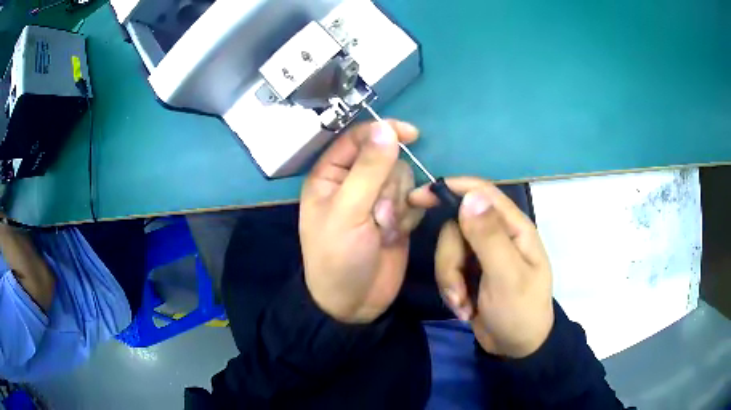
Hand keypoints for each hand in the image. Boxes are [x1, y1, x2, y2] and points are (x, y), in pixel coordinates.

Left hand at [300, 120, 420, 322]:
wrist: (355, 302)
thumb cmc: (338, 256)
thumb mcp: (347, 211)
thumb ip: (368, 168)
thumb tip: (386, 127)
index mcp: (330, 174)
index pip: (357, 137)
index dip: (382, 131)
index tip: (410, 134)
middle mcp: (354, 181)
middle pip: (386, 158)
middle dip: (388, 187)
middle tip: (377, 215)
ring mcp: (377, 198)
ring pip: (403, 177)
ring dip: (397, 204)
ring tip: (382, 230)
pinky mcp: (397, 215)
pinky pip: (413, 199)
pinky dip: (408, 216)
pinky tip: (395, 235)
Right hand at [410, 177, 553, 357]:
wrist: (517, 347)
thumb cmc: (520, 312)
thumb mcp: (507, 276)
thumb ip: (489, 236)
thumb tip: (471, 196)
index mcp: (513, 228)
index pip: (481, 193)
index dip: (450, 189)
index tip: (418, 197)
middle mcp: (497, 234)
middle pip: (456, 228)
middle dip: (449, 261)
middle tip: (458, 291)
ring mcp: (482, 254)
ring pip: (448, 251)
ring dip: (450, 281)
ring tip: (464, 306)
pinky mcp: (471, 271)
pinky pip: (448, 269)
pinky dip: (451, 290)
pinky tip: (465, 309)